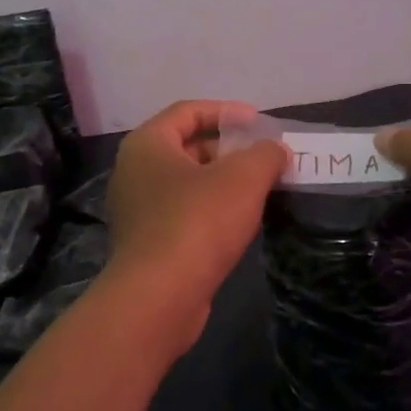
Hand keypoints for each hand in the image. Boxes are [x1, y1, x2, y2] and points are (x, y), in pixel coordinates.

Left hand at [103, 100, 286, 352]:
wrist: (158, 298)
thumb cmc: (197, 222)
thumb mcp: (243, 179)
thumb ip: (265, 155)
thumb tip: (276, 150)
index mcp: (147, 144)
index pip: (187, 111)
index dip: (226, 112)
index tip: (258, 123)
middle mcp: (134, 171)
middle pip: (186, 147)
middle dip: (228, 150)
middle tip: (264, 159)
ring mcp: (136, 210)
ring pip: (186, 183)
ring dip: (223, 182)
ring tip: (260, 189)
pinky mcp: (146, 243)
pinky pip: (182, 213)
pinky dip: (211, 210)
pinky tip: (239, 223)